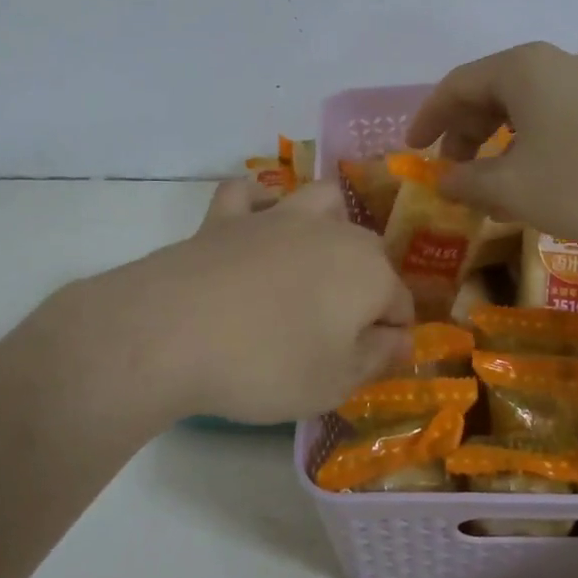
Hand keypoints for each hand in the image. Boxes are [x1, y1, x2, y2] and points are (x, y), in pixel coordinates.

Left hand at [47, 180, 413, 424]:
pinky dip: (255, 205)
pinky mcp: (228, 216)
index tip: (374, 362)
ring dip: (329, 223)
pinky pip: (248, 194)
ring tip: (315, 257)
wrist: (175, 331)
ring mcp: (277, 216)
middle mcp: (332, 232)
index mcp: (368, 272)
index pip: (400, 302)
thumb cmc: (267, 364)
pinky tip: (252, 226)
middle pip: (369, 251)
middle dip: (368, 284)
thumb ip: (377, 358)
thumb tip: (402, 339)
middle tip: (341, 329)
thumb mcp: (334, 383)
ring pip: (322, 200)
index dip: (393, 334)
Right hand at [405, 42, 577, 249]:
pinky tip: (535, 183)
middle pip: (490, 93)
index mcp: (520, 68)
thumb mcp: (514, 188)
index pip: (456, 85)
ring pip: (523, 109)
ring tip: (490, 186)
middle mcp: (553, 65)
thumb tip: (445, 180)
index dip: (428, 118)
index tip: (412, 150)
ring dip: (497, 145)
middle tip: (452, 171)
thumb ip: (468, 182)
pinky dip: (530, 148)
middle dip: (464, 133)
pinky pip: (554, 120)